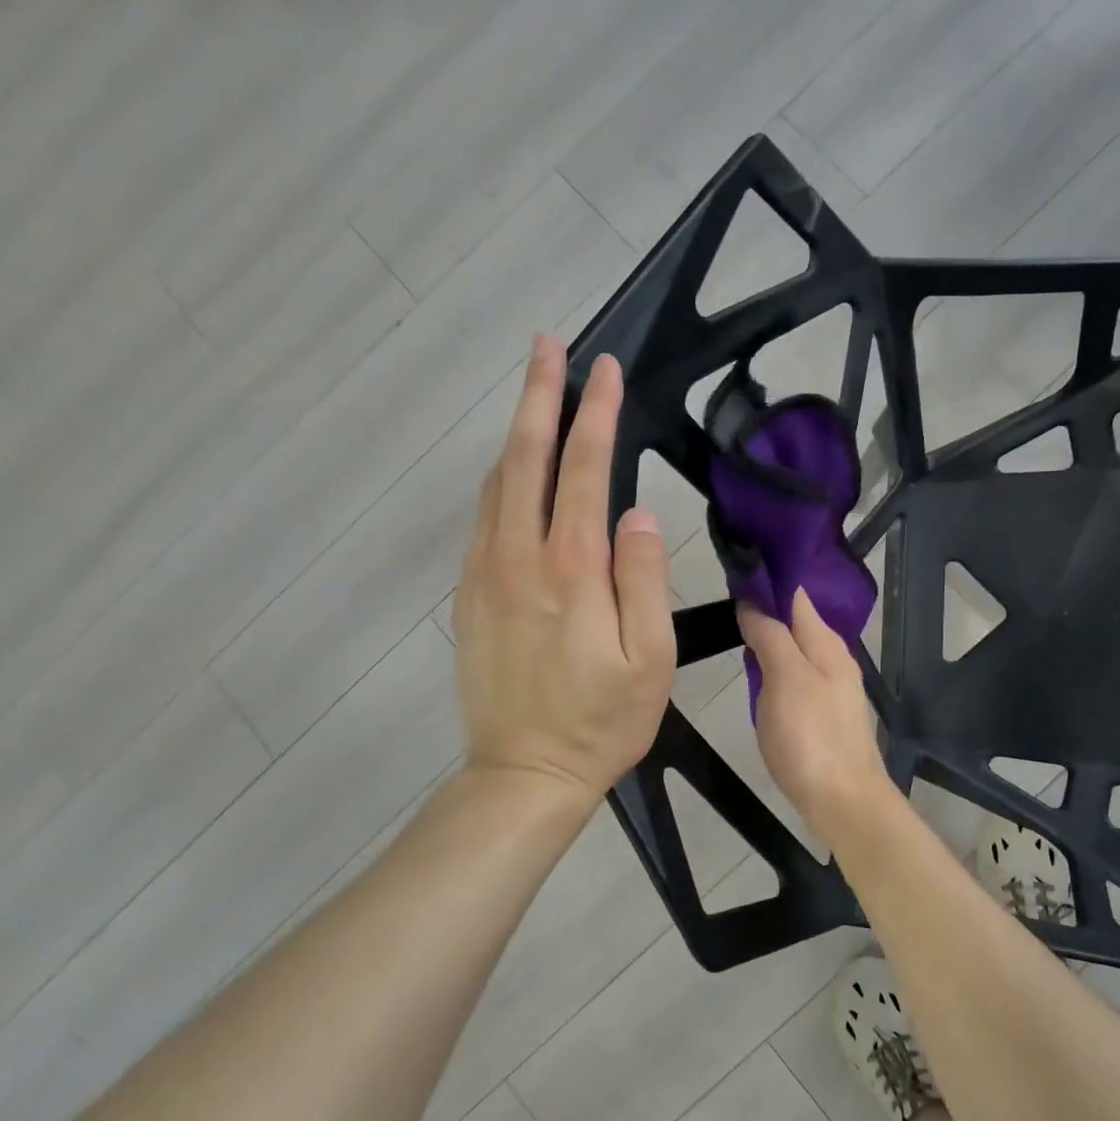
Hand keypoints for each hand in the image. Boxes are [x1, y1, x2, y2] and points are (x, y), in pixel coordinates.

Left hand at [452, 335, 674, 800]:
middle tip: (549, 346)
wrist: (524, 774)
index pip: (583, 471)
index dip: (595, 414)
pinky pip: (483, 518)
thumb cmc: (601, 721)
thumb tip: (638, 514)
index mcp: (571, 570)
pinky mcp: (469, 596)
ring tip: (532, 392)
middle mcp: (519, 558)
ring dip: (516, 431)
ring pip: (497, 484)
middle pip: (526, 459)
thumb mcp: (650, 660)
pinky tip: (512, 468)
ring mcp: (486, 575)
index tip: (605, 369)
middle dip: (540, 396)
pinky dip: (499, 478)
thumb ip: (644, 580)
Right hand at [738, 589, 890, 831]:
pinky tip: (758, 673)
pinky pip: (796, 676)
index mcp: (826, 643)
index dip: (768, 581)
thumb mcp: (786, 679)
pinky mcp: (823, 714)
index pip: (796, 596)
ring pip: (796, 649)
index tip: (736, 566)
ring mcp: (831, 687)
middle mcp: (833, 658)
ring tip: (736, 628)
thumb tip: (754, 603)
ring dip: (771, 637)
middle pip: (797, 621)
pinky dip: (776, 666)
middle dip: (767, 607)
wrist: (843, 800)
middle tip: (726, 598)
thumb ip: (771, 637)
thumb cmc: (811, 737)